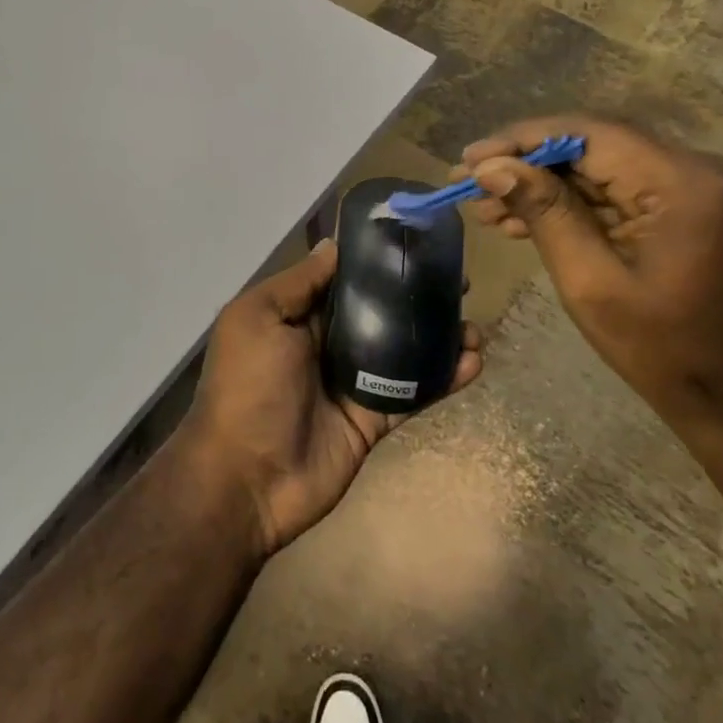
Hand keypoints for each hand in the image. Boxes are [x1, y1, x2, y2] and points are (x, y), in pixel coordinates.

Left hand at [177, 240, 483, 557]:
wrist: (248, 478)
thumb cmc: (249, 386)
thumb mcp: (258, 318)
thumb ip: (298, 283)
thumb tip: (333, 245)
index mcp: (297, 316)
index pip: (344, 279)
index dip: (377, 261)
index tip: (416, 244)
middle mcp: (326, 344)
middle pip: (380, 311)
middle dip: (417, 295)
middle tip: (460, 283)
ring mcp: (352, 382)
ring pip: (404, 350)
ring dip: (439, 336)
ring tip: (475, 326)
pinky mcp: (373, 418)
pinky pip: (413, 392)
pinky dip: (444, 378)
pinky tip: (473, 362)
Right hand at [459, 116, 722, 435]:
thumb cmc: (669, 353)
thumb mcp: (592, 284)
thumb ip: (544, 214)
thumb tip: (491, 167)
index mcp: (685, 184)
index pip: (589, 134)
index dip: (521, 141)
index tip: (469, 160)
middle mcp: (703, 168)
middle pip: (597, 146)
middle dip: (528, 164)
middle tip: (470, 186)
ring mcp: (705, 186)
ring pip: (606, 167)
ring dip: (547, 185)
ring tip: (489, 209)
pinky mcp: (699, 205)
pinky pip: (625, 190)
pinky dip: (578, 202)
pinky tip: (529, 219)